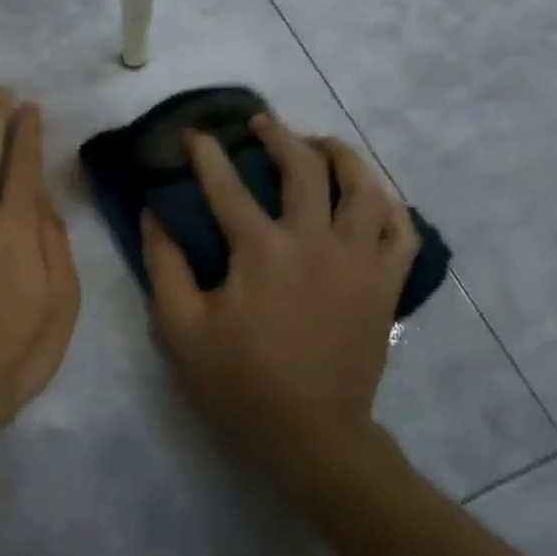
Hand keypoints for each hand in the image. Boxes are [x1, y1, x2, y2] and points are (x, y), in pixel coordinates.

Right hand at [143, 115, 416, 496]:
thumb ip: (164, 266)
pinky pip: (401, 229)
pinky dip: (388, 204)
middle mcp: (316, 241)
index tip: (194, 134)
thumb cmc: (239, 380)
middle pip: (304, 168)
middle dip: (279, 136)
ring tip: (321, 144)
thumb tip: (154, 214)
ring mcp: (360, 259)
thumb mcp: (181, 327)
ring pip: (364, 186)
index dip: (206, 154)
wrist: (312, 431)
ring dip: (340, 155)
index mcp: (262, 250)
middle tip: (261, 124)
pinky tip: (372, 196)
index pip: (228, 185)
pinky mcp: (386, 283)